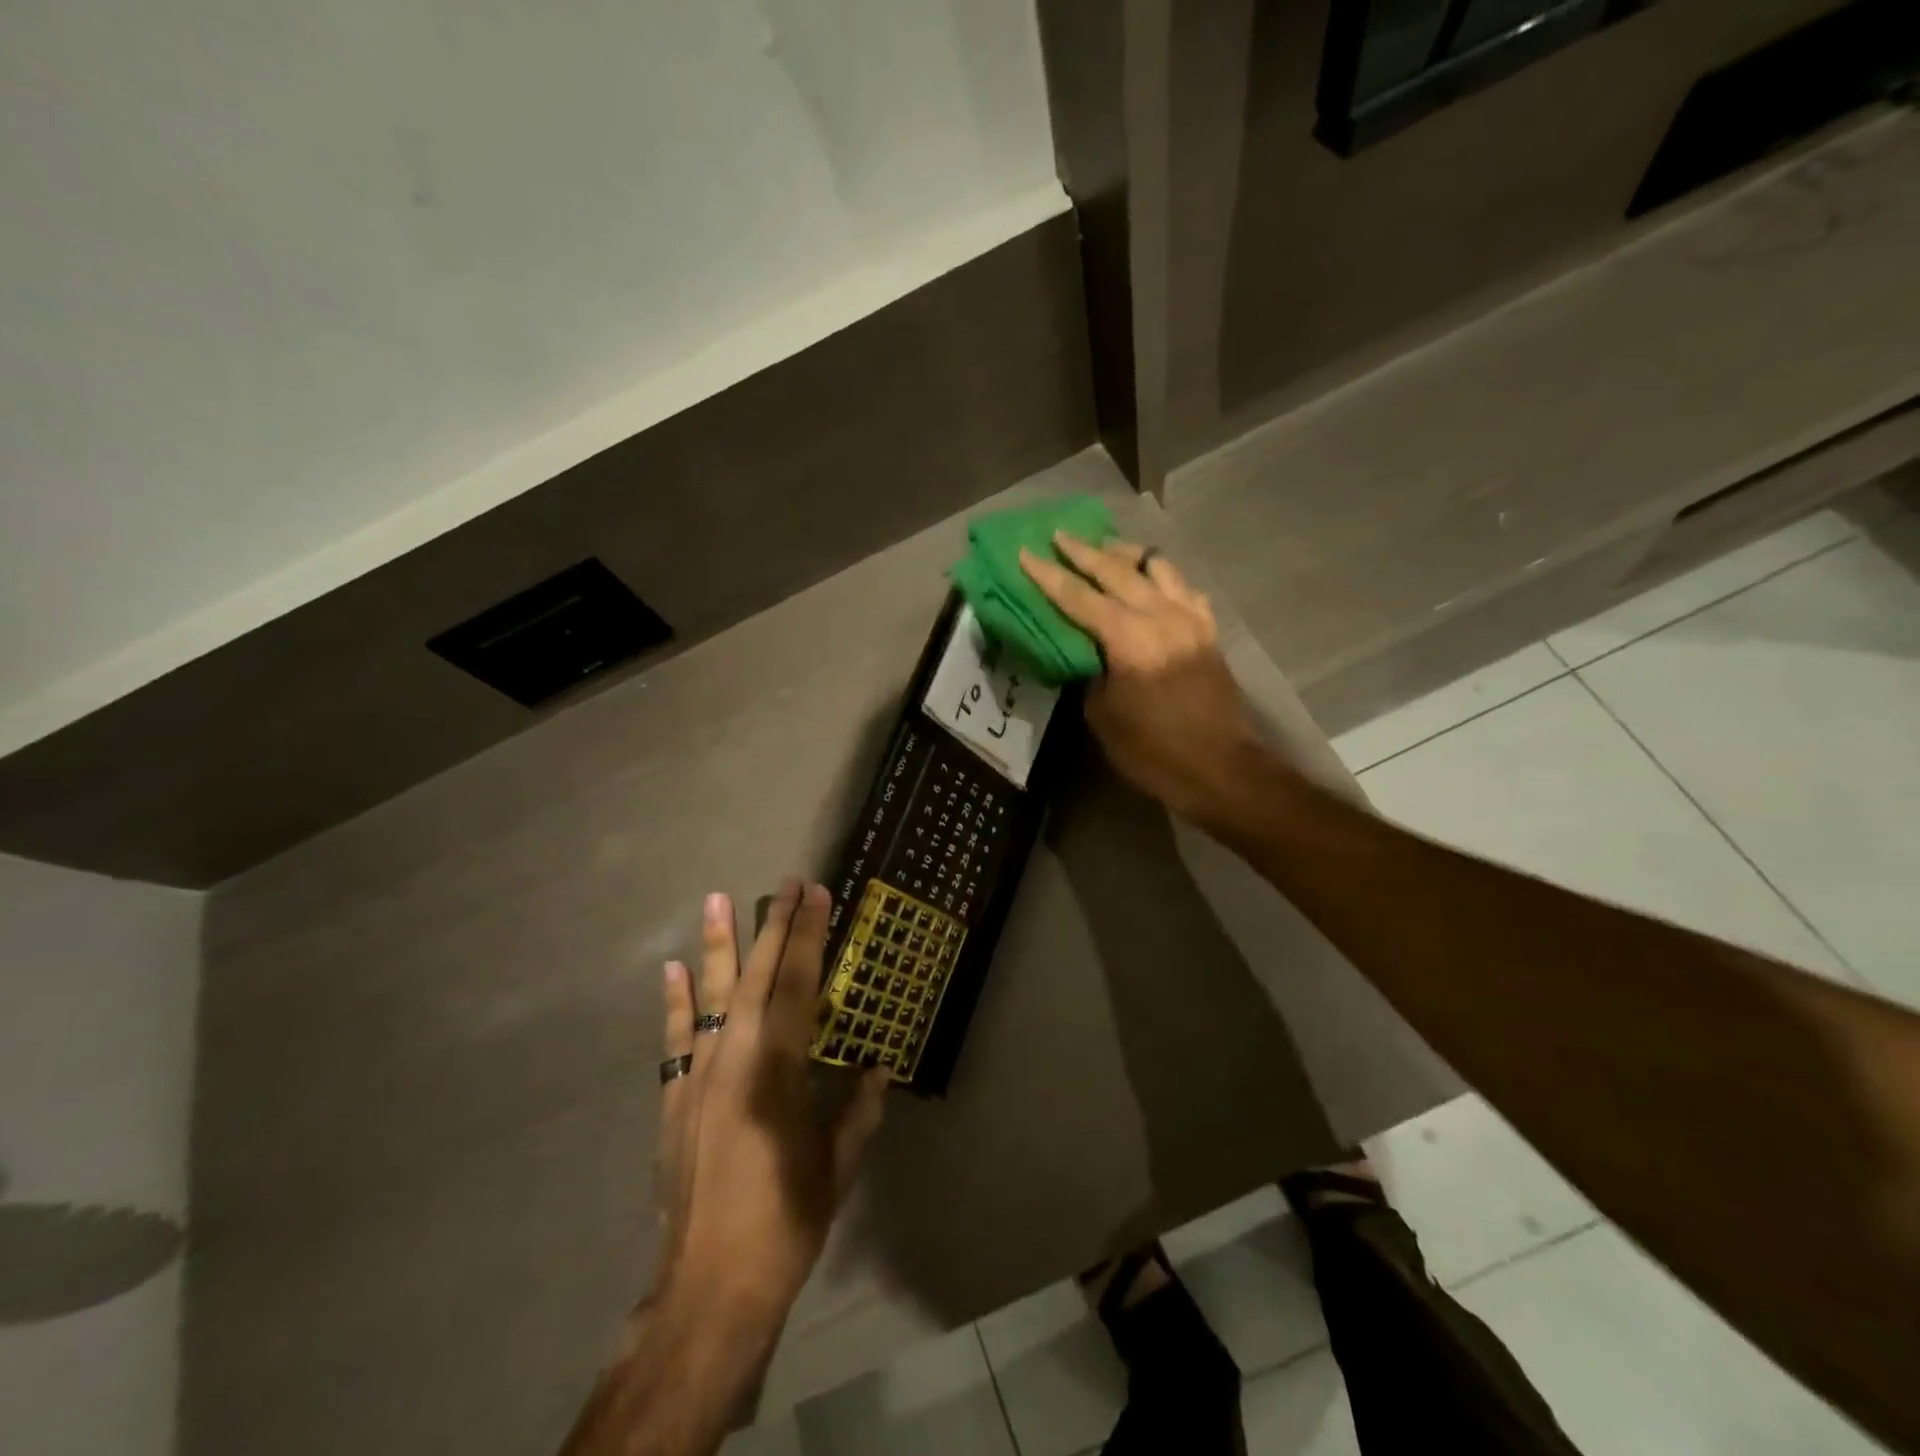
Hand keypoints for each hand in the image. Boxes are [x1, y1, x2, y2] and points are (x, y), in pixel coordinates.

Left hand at [560, 882, 887, 1455]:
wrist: (709, 1289)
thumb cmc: (785, 1223)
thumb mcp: (836, 1166)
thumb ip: (858, 1111)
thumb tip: (879, 1069)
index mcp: (777, 1070)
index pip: (797, 986)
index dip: (808, 937)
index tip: (817, 895)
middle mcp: (734, 1060)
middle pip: (757, 978)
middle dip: (774, 927)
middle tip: (785, 884)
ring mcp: (698, 1077)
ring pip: (712, 997)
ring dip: (718, 946)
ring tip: (718, 898)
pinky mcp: (675, 1100)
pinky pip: (676, 1039)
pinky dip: (676, 1002)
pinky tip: (674, 968)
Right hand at [1019, 534, 1267, 825]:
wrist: (1219, 768)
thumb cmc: (1153, 750)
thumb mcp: (1103, 715)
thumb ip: (1090, 672)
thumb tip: (1086, 650)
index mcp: (1129, 638)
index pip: (1079, 596)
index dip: (1049, 575)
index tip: (1025, 553)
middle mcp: (1161, 616)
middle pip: (1117, 571)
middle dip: (1084, 552)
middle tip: (1059, 536)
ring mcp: (1190, 619)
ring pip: (1157, 567)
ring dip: (1126, 555)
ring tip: (1106, 549)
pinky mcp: (1208, 631)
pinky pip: (1184, 588)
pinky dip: (1162, 577)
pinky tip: (1152, 581)